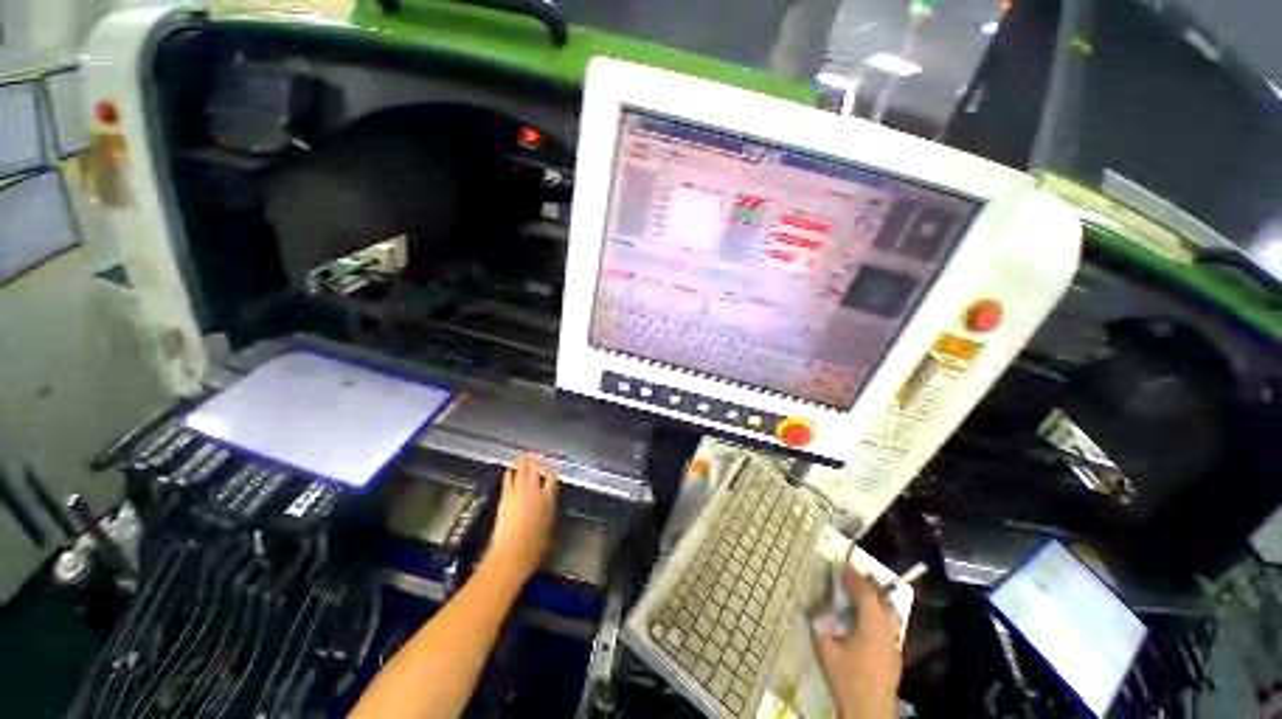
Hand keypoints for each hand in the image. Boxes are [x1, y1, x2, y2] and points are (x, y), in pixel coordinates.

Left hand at [487, 453, 557, 582]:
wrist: (512, 552)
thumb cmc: (534, 546)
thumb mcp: (548, 527)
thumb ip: (548, 512)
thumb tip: (546, 507)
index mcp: (548, 499)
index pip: (552, 478)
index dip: (552, 470)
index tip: (552, 467)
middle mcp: (534, 492)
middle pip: (535, 471)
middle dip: (535, 461)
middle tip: (535, 454)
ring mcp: (518, 493)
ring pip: (521, 473)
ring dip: (523, 464)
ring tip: (524, 457)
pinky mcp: (505, 498)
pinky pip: (508, 482)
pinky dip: (509, 474)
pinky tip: (509, 470)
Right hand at [813, 566, 903, 718]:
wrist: (869, 711)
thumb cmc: (846, 677)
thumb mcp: (825, 648)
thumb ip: (820, 623)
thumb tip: (817, 605)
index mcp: (872, 624)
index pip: (865, 593)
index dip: (853, 576)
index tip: (842, 564)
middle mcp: (888, 629)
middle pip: (883, 599)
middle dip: (870, 583)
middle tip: (854, 573)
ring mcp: (895, 643)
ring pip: (890, 612)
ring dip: (877, 598)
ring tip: (864, 591)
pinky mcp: (896, 655)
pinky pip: (890, 624)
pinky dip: (880, 613)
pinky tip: (869, 619)